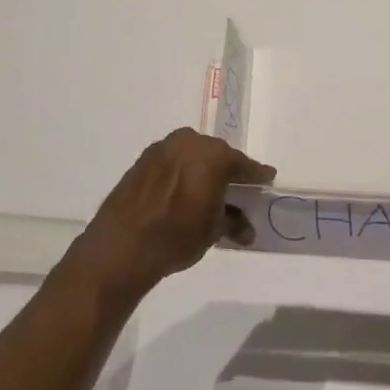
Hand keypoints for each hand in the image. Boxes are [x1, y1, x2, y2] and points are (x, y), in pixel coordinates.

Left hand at [65, 129, 275, 297]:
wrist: (122, 246)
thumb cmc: (177, 235)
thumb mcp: (214, 230)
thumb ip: (233, 222)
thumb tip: (246, 230)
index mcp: (213, 155)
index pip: (243, 164)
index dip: (257, 175)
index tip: (267, 178)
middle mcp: (189, 143)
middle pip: (217, 155)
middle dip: (227, 170)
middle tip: (236, 187)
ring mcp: (161, 149)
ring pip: (191, 156)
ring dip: (202, 170)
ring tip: (208, 191)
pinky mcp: (141, 161)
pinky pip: (171, 163)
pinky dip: (181, 173)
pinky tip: (183, 192)